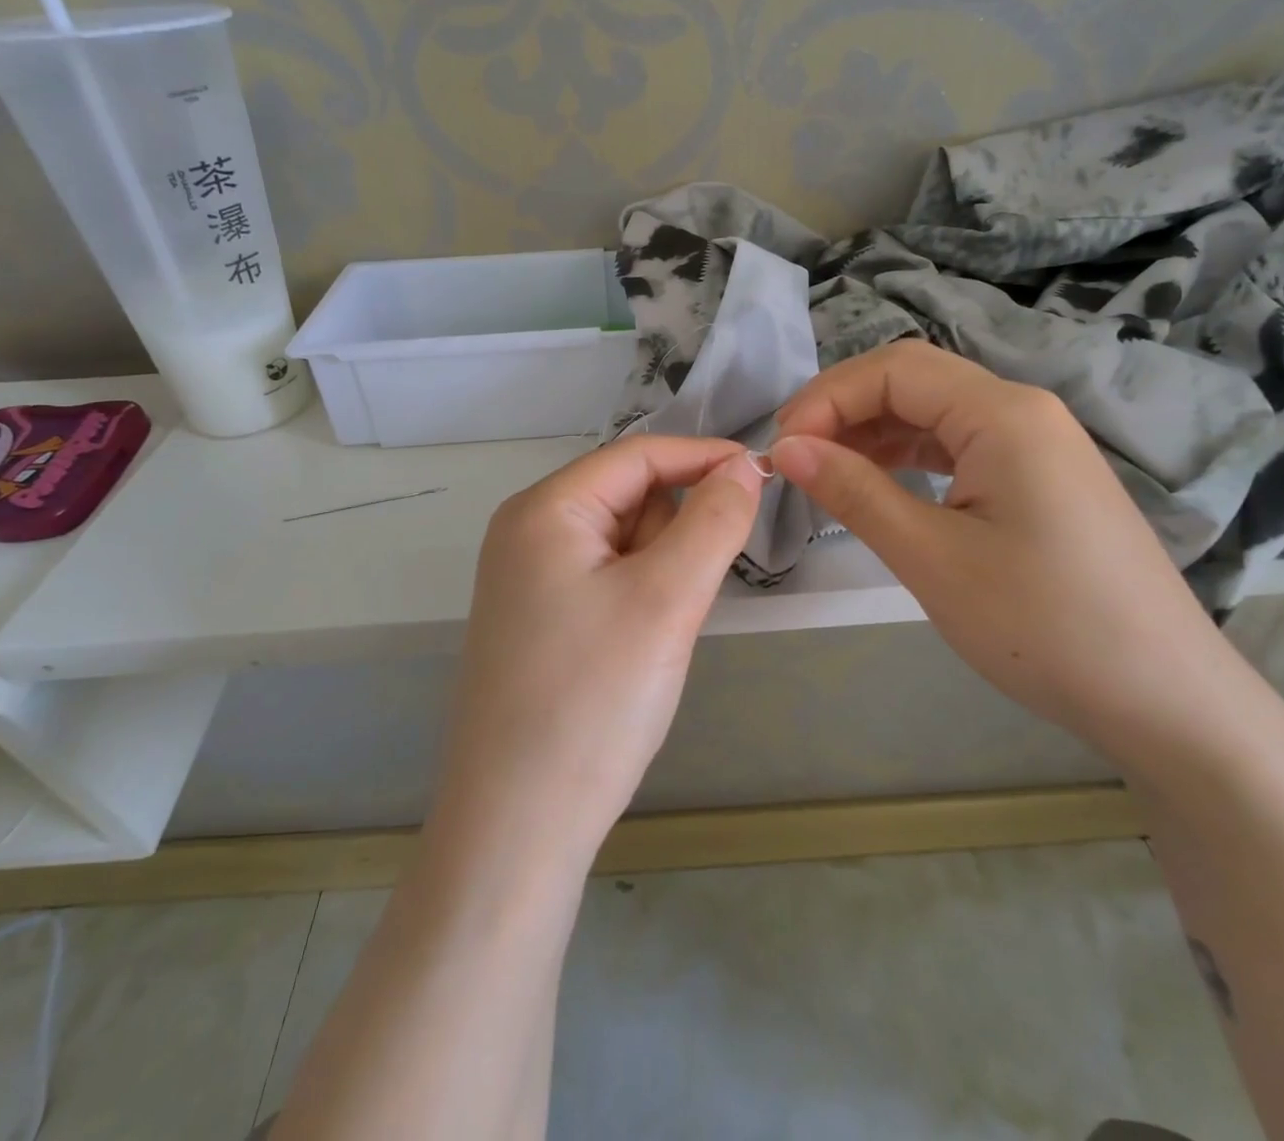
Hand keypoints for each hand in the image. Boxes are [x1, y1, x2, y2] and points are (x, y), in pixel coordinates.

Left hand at [432, 436, 763, 865]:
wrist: (516, 829)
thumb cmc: (592, 702)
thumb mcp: (666, 600)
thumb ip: (713, 521)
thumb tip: (745, 464)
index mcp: (544, 509)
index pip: (639, 455)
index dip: (704, 458)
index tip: (767, 478)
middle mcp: (528, 532)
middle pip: (630, 496)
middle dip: (676, 532)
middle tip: (686, 599)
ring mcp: (529, 580)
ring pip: (624, 542)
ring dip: (661, 571)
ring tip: (658, 635)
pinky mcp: (540, 621)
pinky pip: (608, 581)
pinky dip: (641, 599)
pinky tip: (638, 650)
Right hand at [770, 342, 1238, 763]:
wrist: (1165, 700)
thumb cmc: (1043, 625)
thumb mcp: (931, 557)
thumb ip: (854, 491)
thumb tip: (786, 448)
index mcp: (1004, 413)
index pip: (894, 370)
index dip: (826, 397)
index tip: (781, 449)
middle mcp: (1024, 411)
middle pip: (914, 382)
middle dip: (845, 410)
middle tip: (794, 460)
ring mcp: (1038, 444)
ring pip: (935, 413)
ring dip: (874, 433)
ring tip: (825, 473)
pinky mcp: (1041, 479)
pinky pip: (961, 446)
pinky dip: (910, 457)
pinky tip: (880, 485)